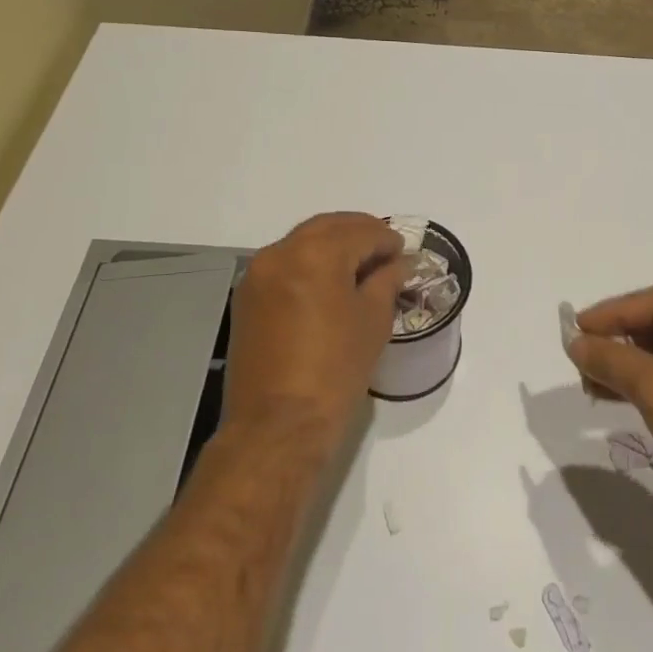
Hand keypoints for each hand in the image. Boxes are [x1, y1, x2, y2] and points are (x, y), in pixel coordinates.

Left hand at [224, 213, 406, 436]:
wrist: (278, 424)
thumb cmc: (336, 369)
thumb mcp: (373, 320)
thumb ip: (387, 280)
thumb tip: (398, 263)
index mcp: (316, 254)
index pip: (361, 232)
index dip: (388, 240)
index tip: (405, 253)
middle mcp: (280, 252)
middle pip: (327, 227)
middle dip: (359, 233)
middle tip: (386, 251)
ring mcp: (257, 274)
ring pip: (303, 242)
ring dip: (333, 246)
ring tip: (360, 267)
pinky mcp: (247, 297)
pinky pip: (285, 264)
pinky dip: (310, 263)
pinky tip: (330, 283)